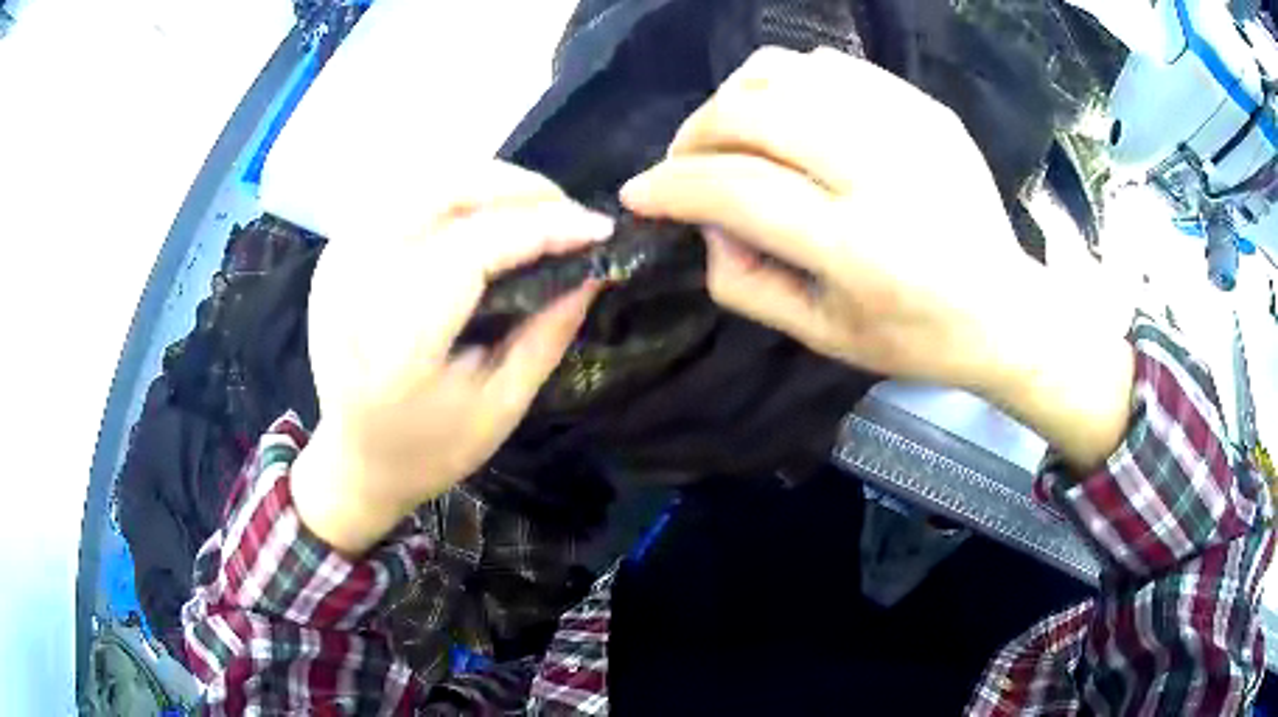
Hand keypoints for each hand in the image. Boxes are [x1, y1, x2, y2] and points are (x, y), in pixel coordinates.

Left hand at [292, 163, 612, 554]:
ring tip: (533, 209)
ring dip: (486, 182)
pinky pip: (402, 196)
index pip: (471, 253)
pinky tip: (482, 212)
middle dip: (516, 188)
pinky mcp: (335, 253)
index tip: (598, 228)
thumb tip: (593, 269)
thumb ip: (547, 334)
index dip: (540, 228)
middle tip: (567, 211)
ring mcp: (337, 263)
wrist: (355, 461)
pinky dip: (451, 191)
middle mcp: (355, 288)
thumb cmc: (429, 450)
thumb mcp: (501, 407)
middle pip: (441, 195)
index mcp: (395, 346)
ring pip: (422, 182)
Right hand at [622, 47, 1133, 469]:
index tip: (638, 192)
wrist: (1005, 308)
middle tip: (685, 163)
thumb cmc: (916, 337)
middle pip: (753, 112)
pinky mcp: (925, 107)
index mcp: (859, 248)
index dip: (671, 186)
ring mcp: (909, 128)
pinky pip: (831, 66)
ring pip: (786, 71)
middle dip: (694, 133)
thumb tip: (701, 222)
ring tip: (732, 134)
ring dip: (735, 98)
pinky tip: (788, 115)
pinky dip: (788, 82)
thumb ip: (745, 284)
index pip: (736, 190)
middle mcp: (883, 173)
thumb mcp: (822, 337)